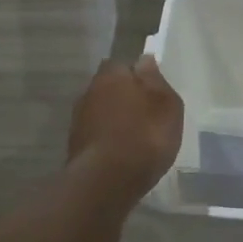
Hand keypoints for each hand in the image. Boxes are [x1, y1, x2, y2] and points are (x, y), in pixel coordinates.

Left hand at [67, 56, 183, 197]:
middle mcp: (90, 90)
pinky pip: (96, 134)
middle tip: (145, 115)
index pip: (123, 65)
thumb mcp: (167, 105)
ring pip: (101, 111)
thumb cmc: (145, 136)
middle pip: (109, 88)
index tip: (151, 92)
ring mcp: (78, 119)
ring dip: (114, 119)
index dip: (137, 77)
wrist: (107, 181)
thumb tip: (145, 61)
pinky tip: (121, 153)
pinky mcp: (75, 145)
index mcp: (112, 74)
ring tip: (134, 137)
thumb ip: (156, 81)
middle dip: (123, 97)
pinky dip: (107, 139)